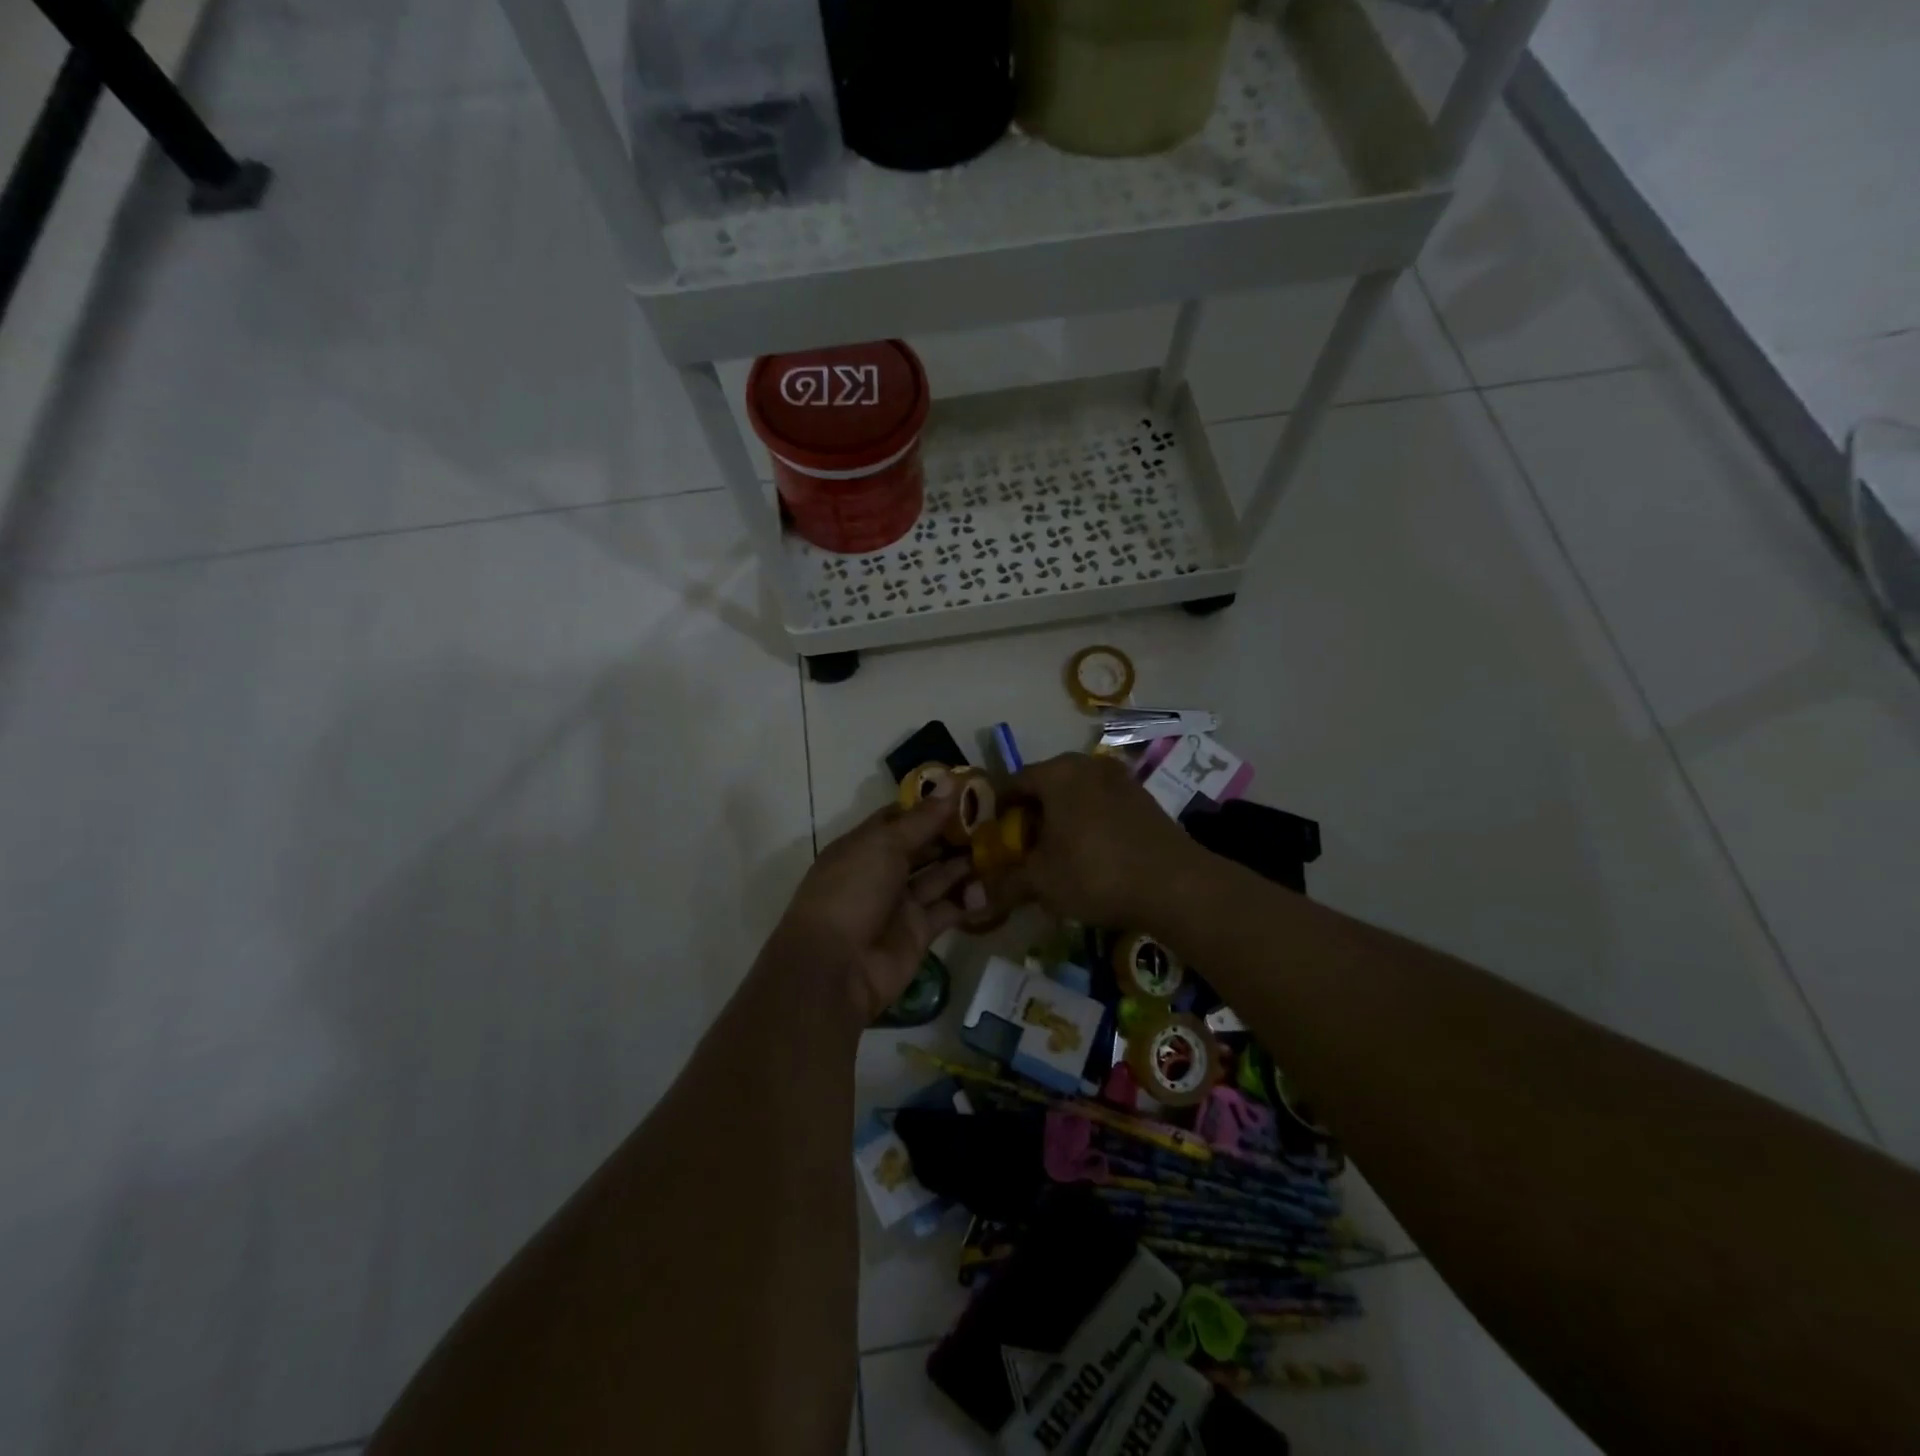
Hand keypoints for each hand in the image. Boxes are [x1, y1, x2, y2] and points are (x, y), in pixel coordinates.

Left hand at [765, 793, 979, 1025]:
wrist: (836, 967)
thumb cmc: (852, 892)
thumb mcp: (884, 845)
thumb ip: (922, 819)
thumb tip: (950, 781)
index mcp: (864, 845)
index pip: (899, 818)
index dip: (929, 806)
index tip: (966, 792)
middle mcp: (881, 871)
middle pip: (923, 847)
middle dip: (953, 834)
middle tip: (995, 818)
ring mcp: (901, 903)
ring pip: (939, 877)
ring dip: (965, 863)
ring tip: (1001, 847)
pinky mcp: (919, 931)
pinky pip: (949, 909)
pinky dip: (969, 900)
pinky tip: (991, 887)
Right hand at [985, 753, 1199, 927]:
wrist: (1176, 885)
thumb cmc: (1095, 872)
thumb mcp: (1041, 882)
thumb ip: (1006, 884)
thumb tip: (978, 898)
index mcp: (1057, 773)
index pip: (1012, 783)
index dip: (996, 811)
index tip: (990, 839)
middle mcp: (1087, 765)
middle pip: (1045, 787)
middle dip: (1029, 817)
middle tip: (1020, 850)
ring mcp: (1120, 779)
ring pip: (1075, 795)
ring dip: (1060, 820)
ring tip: (1055, 855)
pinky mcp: (1143, 799)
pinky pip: (1101, 805)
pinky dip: (1087, 824)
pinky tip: (1089, 855)